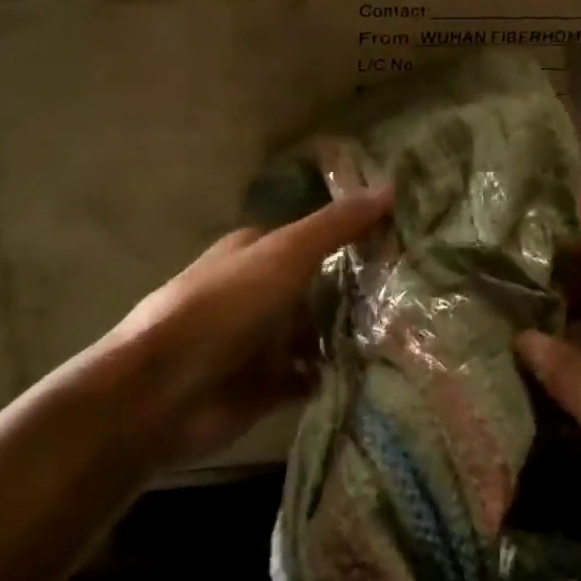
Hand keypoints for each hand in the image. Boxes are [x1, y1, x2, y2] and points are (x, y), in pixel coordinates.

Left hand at [97, 186, 393, 472]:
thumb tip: (392, 187)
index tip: (407, 242)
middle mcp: (262, 292)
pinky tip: (374, 374)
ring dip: (351, 336)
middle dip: (361, 291)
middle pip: (322, 287)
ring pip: (319, 333)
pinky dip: (334, 375)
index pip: (318, 236)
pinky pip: (311, 377)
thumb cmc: (222, 309)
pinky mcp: (266, 386)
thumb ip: (336, 227)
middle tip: (420, 294)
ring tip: (407, 335)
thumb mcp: (284, 255)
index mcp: (259, 252)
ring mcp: (263, 340)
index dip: (357, 237)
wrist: (160, 393)